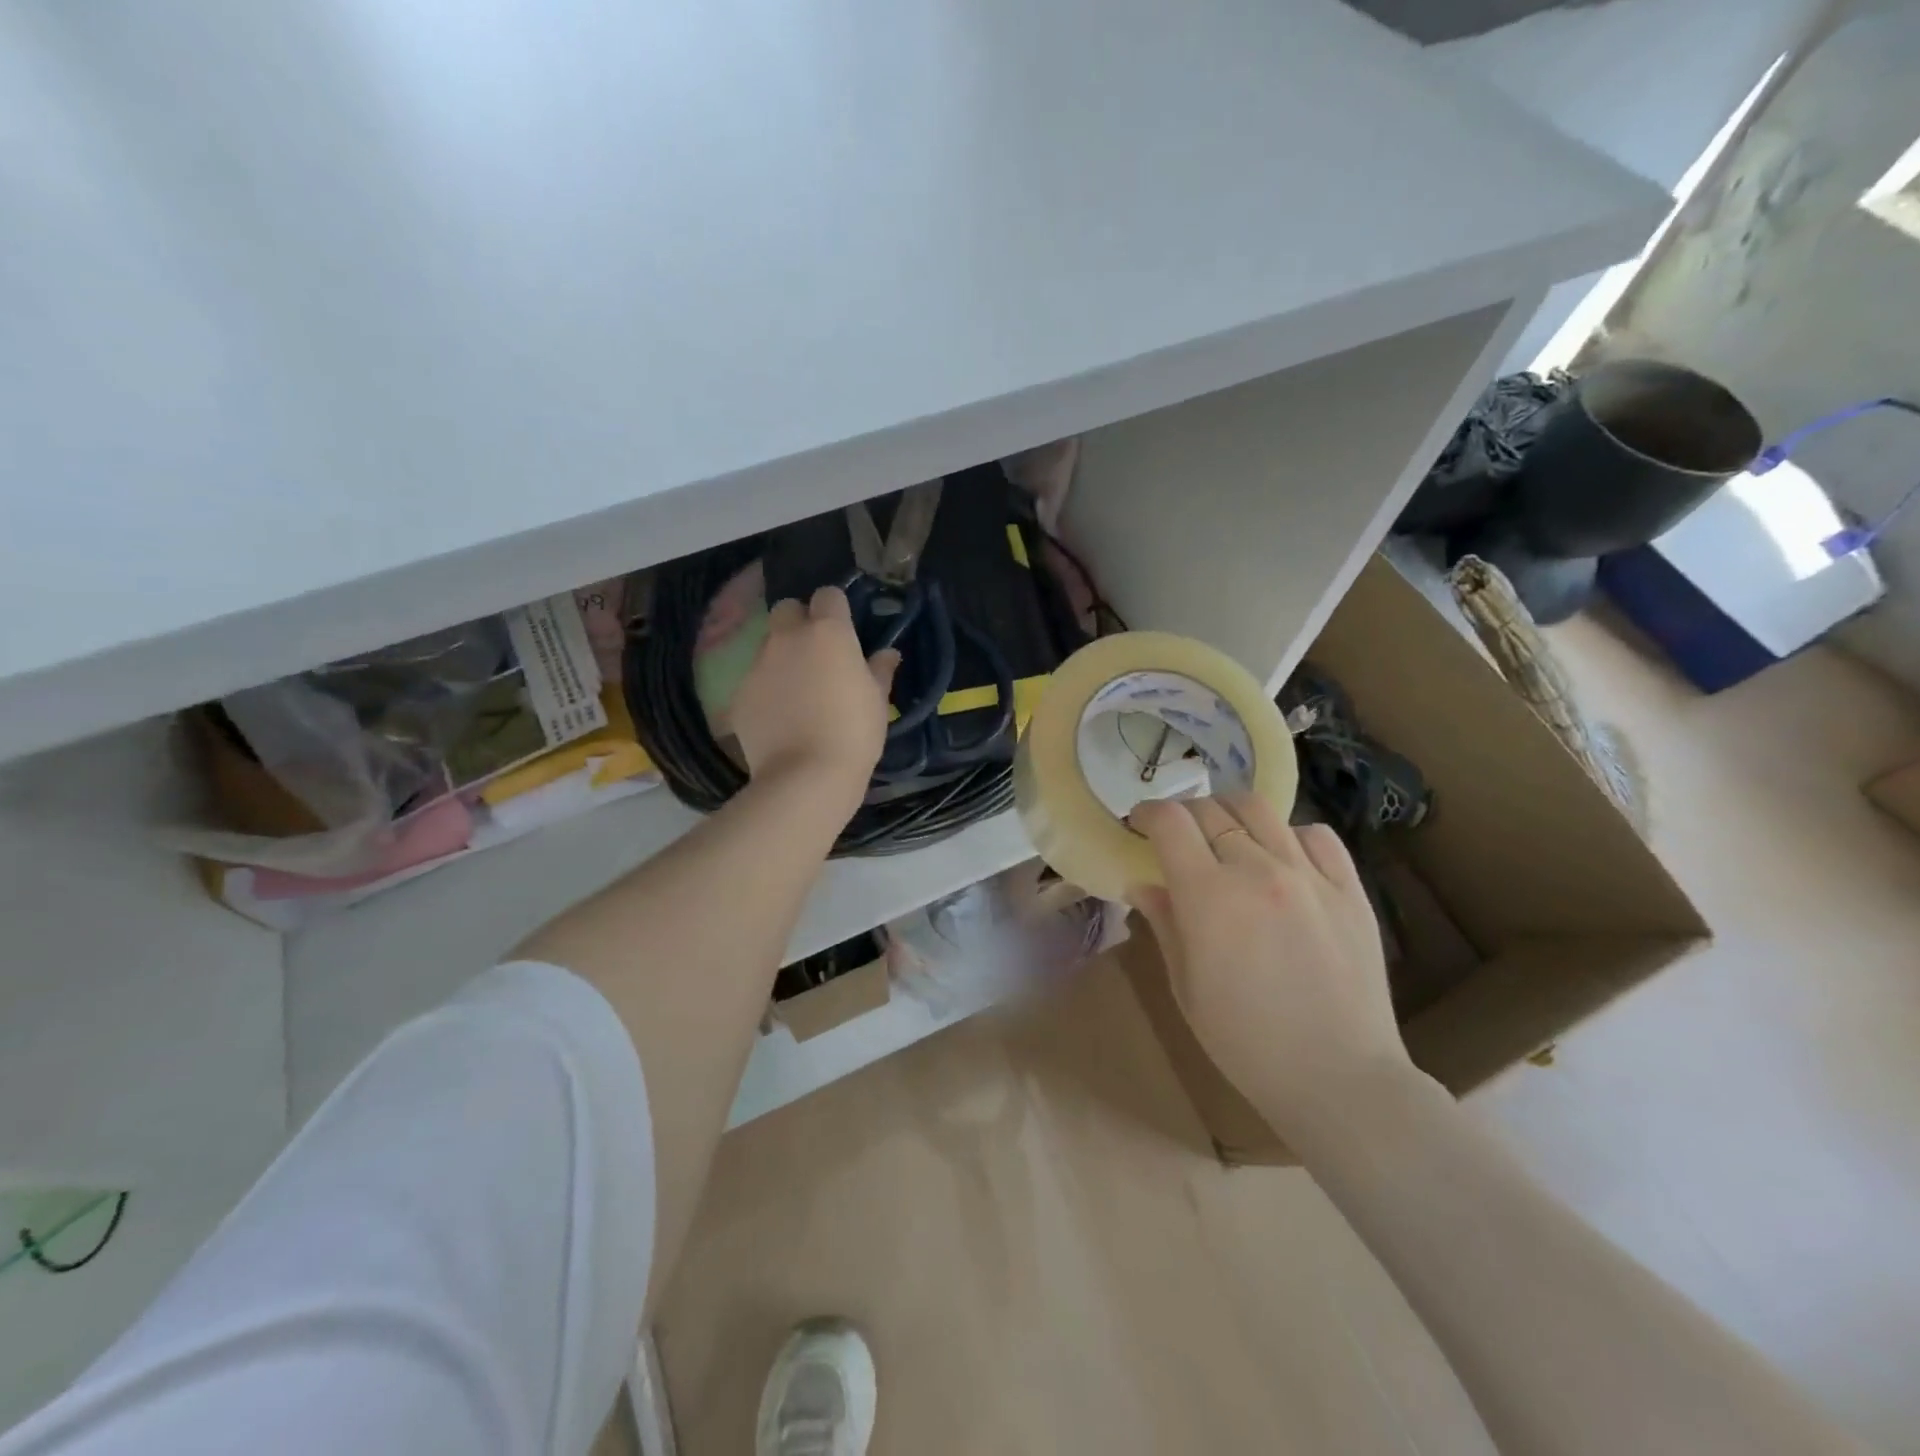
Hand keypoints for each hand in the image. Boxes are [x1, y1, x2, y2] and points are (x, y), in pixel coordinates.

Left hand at [731, 586, 898, 808]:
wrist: (805, 776)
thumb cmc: (854, 733)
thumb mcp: (878, 701)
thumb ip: (880, 670)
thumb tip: (888, 653)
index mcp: (828, 632)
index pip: (828, 595)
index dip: (836, 609)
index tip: (844, 629)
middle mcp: (788, 638)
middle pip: (787, 609)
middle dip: (799, 621)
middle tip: (816, 652)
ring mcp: (758, 665)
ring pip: (768, 645)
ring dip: (782, 656)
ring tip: (798, 690)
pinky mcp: (740, 693)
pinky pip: (755, 679)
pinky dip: (767, 689)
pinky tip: (780, 716)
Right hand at [1128, 795, 1414, 1136]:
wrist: (1339, 1080)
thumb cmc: (1246, 1042)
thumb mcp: (1186, 986)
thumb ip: (1164, 922)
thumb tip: (1142, 883)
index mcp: (1209, 896)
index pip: (1170, 822)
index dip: (1148, 814)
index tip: (1139, 824)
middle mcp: (1259, 870)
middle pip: (1211, 810)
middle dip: (1184, 815)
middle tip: (1178, 838)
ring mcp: (1310, 875)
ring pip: (1261, 810)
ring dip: (1231, 814)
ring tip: (1226, 837)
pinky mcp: (1350, 889)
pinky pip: (1316, 835)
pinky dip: (1288, 834)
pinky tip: (1282, 858)